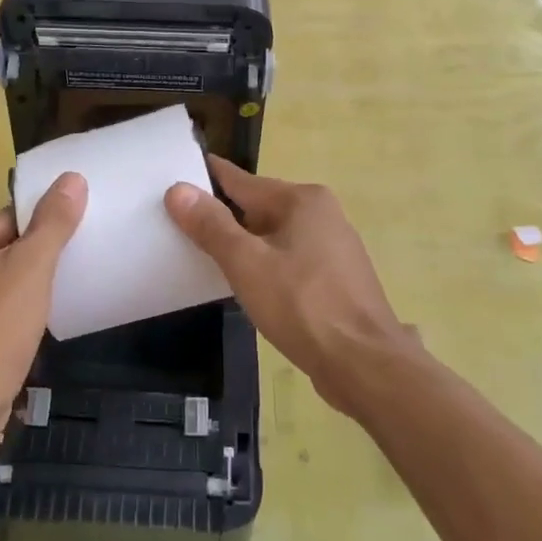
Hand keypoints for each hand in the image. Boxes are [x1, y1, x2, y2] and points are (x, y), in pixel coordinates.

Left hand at [0, 173, 86, 444]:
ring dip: (8, 296)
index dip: (39, 240)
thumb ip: (53, 222)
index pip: (9, 221)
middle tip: (48, 292)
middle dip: (23, 269)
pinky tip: (8, 339)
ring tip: (31, 319)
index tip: (57, 265)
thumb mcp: (34, 268)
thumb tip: (71, 178)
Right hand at [165, 157, 416, 418]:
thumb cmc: (303, 306)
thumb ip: (211, 226)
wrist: (365, 365)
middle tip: (179, 224)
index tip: (175, 175)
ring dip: (244, 244)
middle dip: (223, 216)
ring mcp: (333, 247)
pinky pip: (289, 260)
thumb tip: (178, 189)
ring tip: (205, 256)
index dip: (207, 179)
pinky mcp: (336, 279)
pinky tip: (247, 284)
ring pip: (274, 236)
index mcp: (302, 200)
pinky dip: (266, 265)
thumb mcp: (246, 264)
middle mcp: (322, 214)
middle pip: (259, 207)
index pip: (242, 180)